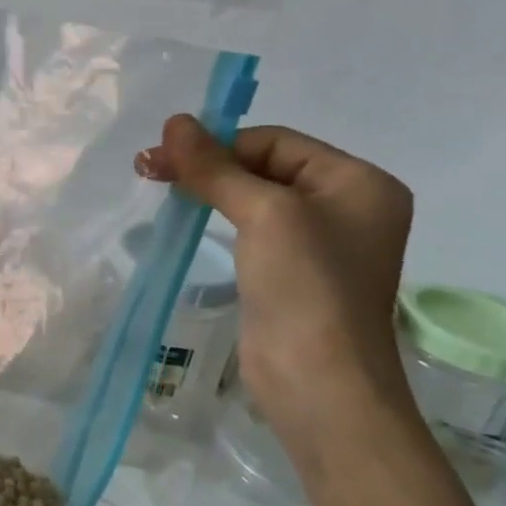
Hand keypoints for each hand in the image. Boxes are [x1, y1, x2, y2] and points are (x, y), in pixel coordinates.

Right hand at [136, 115, 417, 456]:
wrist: (320, 384)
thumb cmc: (305, 286)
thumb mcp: (262, 213)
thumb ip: (216, 166)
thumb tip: (174, 121)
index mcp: (358, 182)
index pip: (274, 141)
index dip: (218, 144)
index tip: (161, 155)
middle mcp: (345, 206)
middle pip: (264, 166)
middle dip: (207, 164)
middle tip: (148, 167)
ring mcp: (318, 243)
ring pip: (253, 197)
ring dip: (207, 188)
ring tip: (159, 186)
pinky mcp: (291, 274)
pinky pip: (252, 229)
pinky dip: (217, 218)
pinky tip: (186, 217)